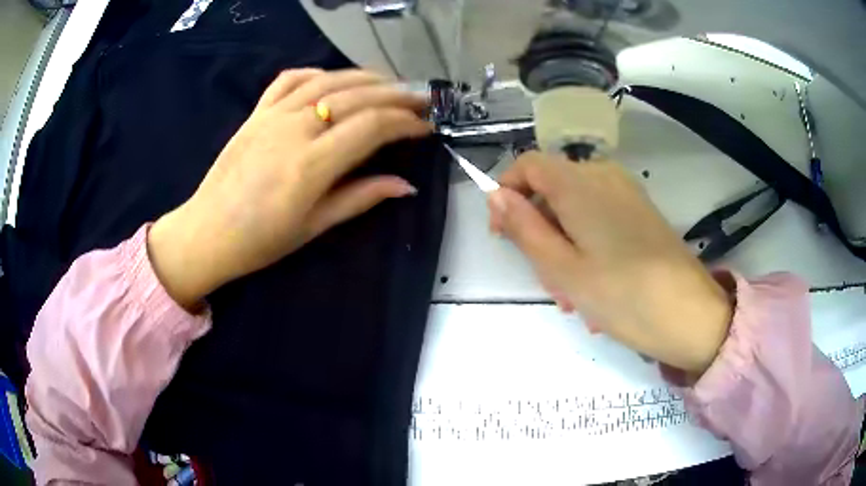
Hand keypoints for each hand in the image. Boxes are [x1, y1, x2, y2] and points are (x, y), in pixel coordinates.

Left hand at [147, 69, 430, 308]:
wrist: (207, 232)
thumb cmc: (260, 240)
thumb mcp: (314, 226)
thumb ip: (361, 198)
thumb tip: (406, 186)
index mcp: (311, 164)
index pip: (372, 127)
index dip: (405, 123)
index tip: (425, 127)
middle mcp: (295, 129)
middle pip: (356, 97)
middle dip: (395, 96)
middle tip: (420, 101)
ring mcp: (272, 115)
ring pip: (328, 80)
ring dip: (365, 78)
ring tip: (389, 85)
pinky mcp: (256, 112)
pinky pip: (291, 79)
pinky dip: (318, 73)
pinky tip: (334, 80)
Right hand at [488, 152, 732, 374]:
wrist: (690, 315)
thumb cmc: (623, 296)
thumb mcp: (563, 268)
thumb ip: (525, 227)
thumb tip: (497, 196)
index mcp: (580, 183)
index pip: (527, 165)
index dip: (506, 194)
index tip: (503, 236)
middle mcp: (603, 176)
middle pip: (551, 189)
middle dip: (539, 231)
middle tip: (546, 281)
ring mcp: (626, 193)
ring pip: (575, 208)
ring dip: (563, 246)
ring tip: (572, 295)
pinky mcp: (640, 212)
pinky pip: (599, 219)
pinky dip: (587, 246)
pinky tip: (596, 285)